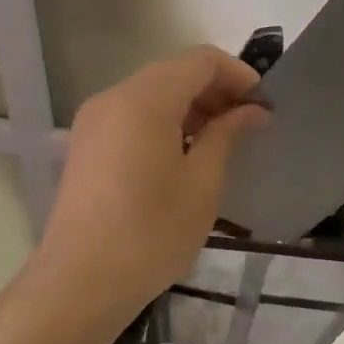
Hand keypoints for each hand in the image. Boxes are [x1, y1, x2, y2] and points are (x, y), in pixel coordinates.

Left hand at [31, 46, 267, 327]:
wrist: (80, 283)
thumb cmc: (151, 233)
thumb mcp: (202, 183)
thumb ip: (227, 135)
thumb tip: (252, 110)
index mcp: (144, 100)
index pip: (199, 60)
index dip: (237, 74)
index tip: (263, 104)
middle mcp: (113, 98)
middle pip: (174, 72)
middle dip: (216, 90)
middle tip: (249, 124)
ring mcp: (94, 121)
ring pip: (152, 93)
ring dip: (192, 106)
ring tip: (222, 141)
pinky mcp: (86, 145)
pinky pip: (133, 115)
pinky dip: (166, 122)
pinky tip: (185, 155)